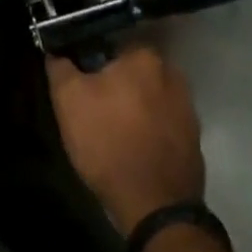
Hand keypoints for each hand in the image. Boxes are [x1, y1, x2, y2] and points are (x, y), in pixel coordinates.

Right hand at [47, 45, 205, 236]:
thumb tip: (56, 50)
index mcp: (144, 56)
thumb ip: (60, 67)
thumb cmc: (108, 143)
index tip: (81, 81)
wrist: (155, 207)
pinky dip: (150, 129)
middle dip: (115, 83)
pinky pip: (163, 122)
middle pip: (133, 71)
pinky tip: (134, 146)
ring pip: (150, 96)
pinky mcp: (194, 137)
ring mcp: (187, 106)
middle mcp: (172, 72)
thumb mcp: (69, 101)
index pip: (111, 44)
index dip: (92, 61)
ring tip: (114, 130)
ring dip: (134, 106)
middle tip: (95, 106)